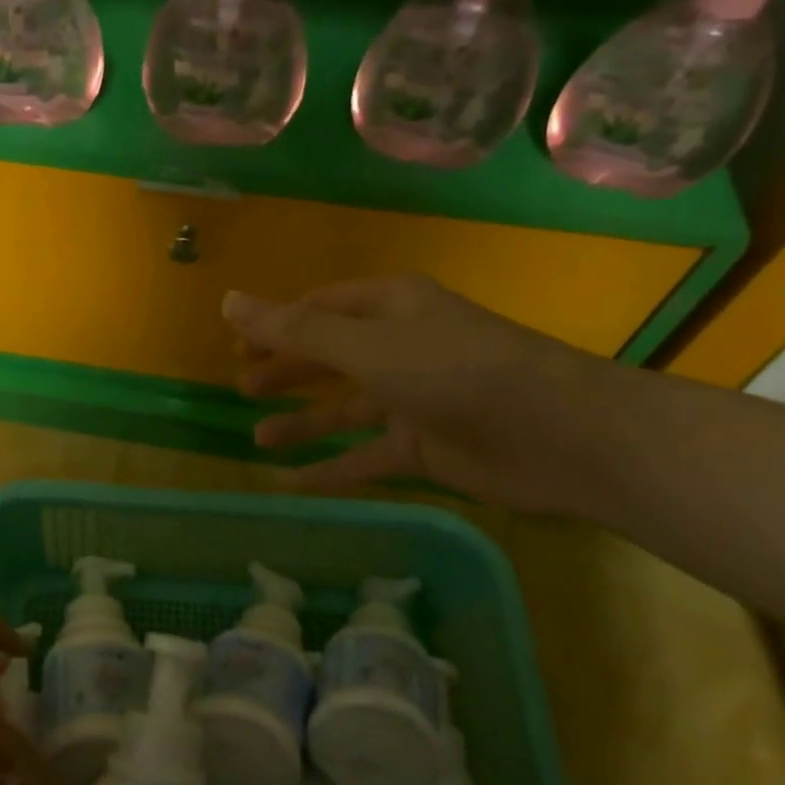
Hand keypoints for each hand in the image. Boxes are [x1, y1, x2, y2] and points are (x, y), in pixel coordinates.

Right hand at [226, 275, 615, 510]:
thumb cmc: (453, 371)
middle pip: (330, 356)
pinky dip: (334, 467)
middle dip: (286, 371)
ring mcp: (414, 398)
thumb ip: (295, 331)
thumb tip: (229, 301)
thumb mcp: (365, 347)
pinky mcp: (426, 446)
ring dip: (303, 422)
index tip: (235, 347)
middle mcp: (401, 346)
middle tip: (242, 388)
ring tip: (257, 439)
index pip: (320, 308)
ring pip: (346, 409)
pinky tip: (295, 483)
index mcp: (390, 306)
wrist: (556, 434)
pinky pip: (368, 456)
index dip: (277, 325)